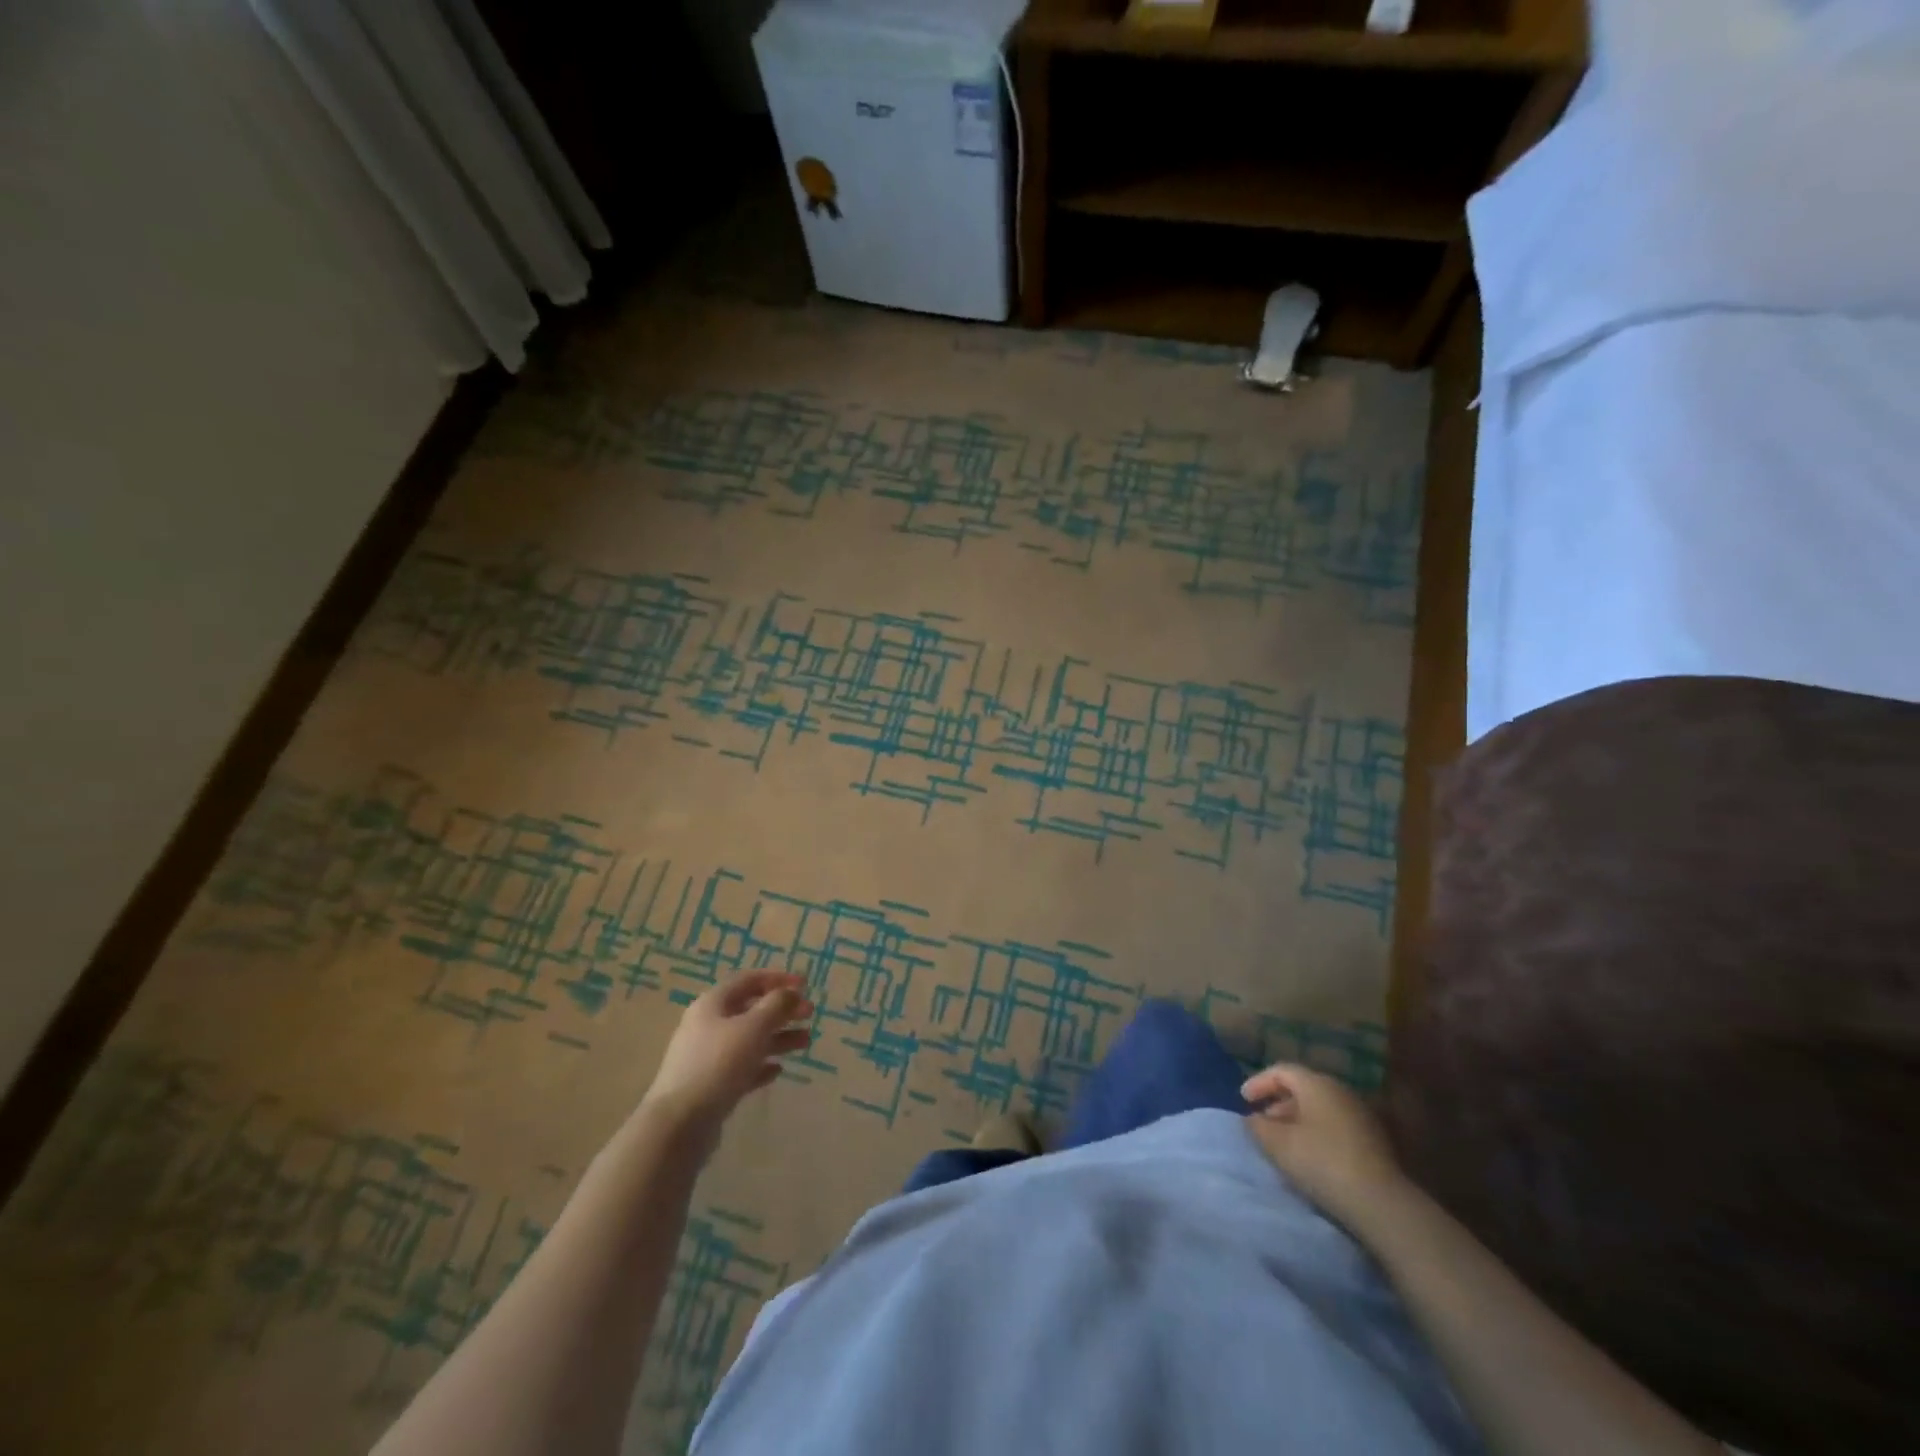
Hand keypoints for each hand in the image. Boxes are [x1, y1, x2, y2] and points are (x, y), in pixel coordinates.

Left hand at [641, 972, 813, 1143]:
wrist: (679, 1124)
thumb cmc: (718, 1064)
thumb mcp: (752, 1028)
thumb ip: (776, 1006)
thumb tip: (791, 993)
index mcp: (713, 1004)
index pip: (749, 980)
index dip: (778, 978)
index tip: (806, 985)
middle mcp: (708, 1025)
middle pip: (751, 1009)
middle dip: (782, 1010)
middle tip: (810, 1014)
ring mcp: (708, 1057)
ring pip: (749, 1039)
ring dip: (778, 1037)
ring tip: (806, 1042)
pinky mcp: (711, 1085)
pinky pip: (742, 1067)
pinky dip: (761, 1064)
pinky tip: (778, 1070)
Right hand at [1242, 1063, 1409, 1235]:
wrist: (1381, 1203)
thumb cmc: (1322, 1162)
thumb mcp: (1278, 1144)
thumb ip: (1258, 1126)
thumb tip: (1253, 1118)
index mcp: (1316, 1083)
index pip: (1281, 1071)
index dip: (1258, 1082)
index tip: (1243, 1100)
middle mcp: (1340, 1090)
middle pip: (1302, 1087)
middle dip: (1278, 1102)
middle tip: (1262, 1121)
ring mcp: (1360, 1114)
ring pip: (1320, 1107)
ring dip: (1297, 1119)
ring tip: (1283, 1140)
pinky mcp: (1373, 1138)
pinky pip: (1335, 1124)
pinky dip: (1316, 1131)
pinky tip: (1310, 1153)